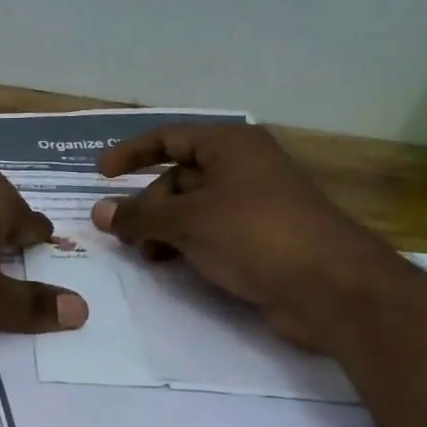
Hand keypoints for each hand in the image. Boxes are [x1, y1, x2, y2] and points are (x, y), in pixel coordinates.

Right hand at [92, 124, 398, 350]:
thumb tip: (98, 213)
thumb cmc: (254, 235)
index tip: (100, 175)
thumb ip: (139, 217)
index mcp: (230, 146)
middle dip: (148, 205)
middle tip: (125, 236)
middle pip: (178, 178)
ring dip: (163, 229)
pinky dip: (185, 245)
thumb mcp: (187, 221)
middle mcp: (243, 169)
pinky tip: (172, 265)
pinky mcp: (258, 240)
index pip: (170, 138)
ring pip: (192, 209)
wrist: (329, 288)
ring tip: (147, 255)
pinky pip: (209, 233)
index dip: (131, 153)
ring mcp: (253, 206)